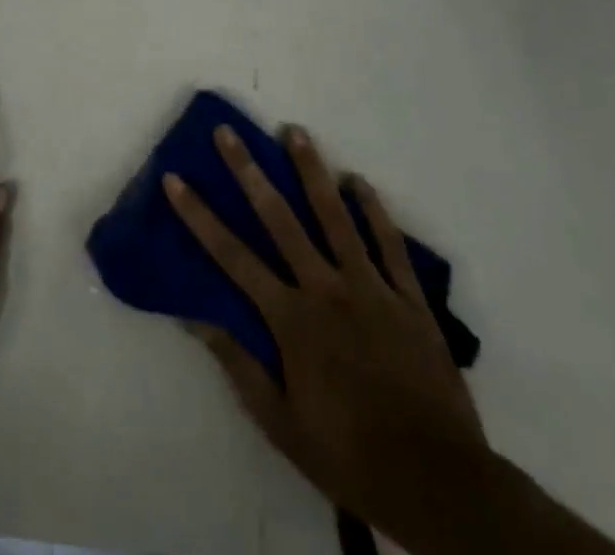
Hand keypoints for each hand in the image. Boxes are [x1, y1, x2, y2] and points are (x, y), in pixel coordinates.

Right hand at [164, 126, 490, 551]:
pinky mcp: (409, 298)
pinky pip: (389, 243)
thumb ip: (238, 365)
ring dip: (312, 170)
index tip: (175, 179)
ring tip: (295, 131)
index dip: (199, 215)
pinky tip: (359, 180)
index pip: (232, 255)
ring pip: (336, 216)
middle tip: (228, 132)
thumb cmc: (349, 453)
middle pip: (279, 218)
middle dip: (248, 171)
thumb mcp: (280, 423)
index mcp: (291, 319)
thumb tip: (194, 318)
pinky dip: (374, 209)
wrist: (438, 483)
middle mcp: (326, 288)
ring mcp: (371, 288)